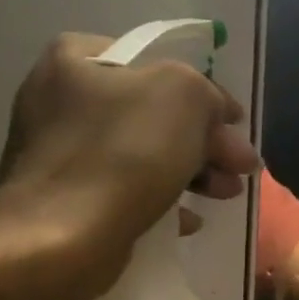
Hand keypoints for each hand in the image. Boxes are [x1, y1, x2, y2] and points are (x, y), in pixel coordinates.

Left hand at [0, 33, 260, 292]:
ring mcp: (57, 151)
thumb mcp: (184, 94)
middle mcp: (58, 98)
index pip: (156, 62)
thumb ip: (207, 91)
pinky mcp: (63, 198)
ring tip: (226, 195)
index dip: (203, 90)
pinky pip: (123, 189)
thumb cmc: (123, 152)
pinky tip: (188, 219)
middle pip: (153, 111)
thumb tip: (215, 113)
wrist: (60, 239)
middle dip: (205, 140)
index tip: (233, 121)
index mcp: (75, 60)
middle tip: (241, 165)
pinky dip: (159, 199)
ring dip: (193, 171)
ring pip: (143, 152)